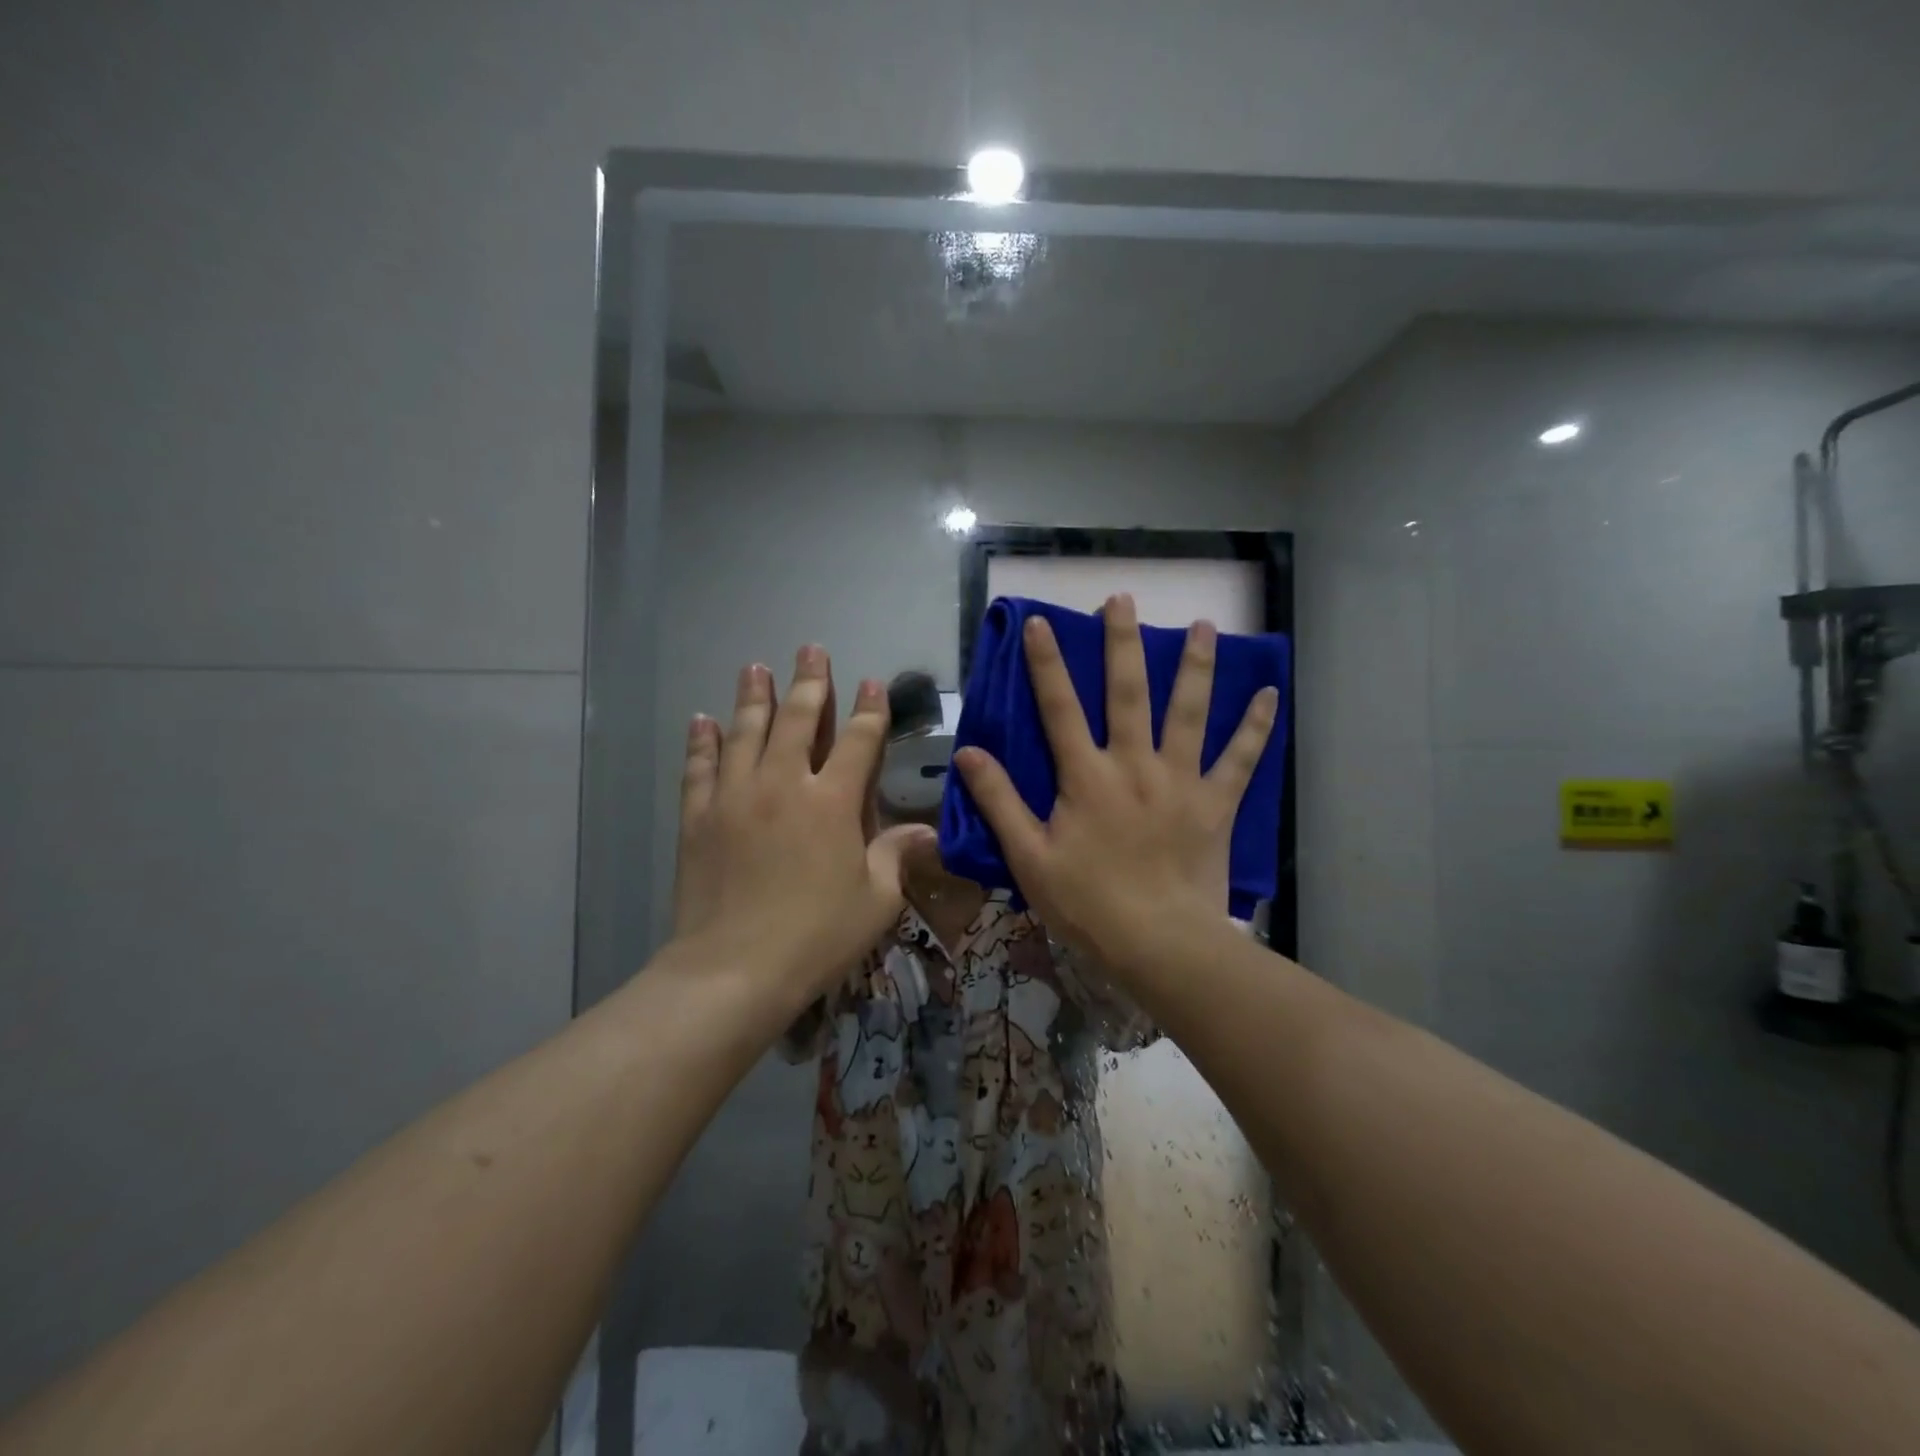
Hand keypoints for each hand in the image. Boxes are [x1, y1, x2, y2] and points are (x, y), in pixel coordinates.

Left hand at [673, 646, 934, 1002]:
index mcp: (832, 803)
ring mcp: (736, 797)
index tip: (873, 683)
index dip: (869, 710)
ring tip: (755, 667)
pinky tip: (702, 720)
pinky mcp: (699, 818)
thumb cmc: (816, 937)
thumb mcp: (875, 901)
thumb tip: (926, 831)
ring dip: (753, 697)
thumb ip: (896, 856)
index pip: (858, 741)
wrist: (733, 970)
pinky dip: (702, 741)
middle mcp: (784, 784)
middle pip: (799, 720)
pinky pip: (700, 768)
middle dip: (809, 682)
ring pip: (746, 732)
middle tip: (811, 650)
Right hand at [953, 594, 1276, 974]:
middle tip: (1123, 600)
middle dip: (1122, 643)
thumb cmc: (1088, 903)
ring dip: (1194, 665)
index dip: (1047, 663)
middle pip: (1127, 692)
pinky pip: (1240, 758)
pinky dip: (1255, 726)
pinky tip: (1269, 693)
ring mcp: (1180, 780)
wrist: (1159, 943)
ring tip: (1201, 624)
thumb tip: (969, 753)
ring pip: (1188, 711)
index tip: (1040, 622)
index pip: (1060, 707)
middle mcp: (1134, 764)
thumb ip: (999, 801)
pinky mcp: (1216, 803)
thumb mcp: (1029, 857)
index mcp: (1086, 776)